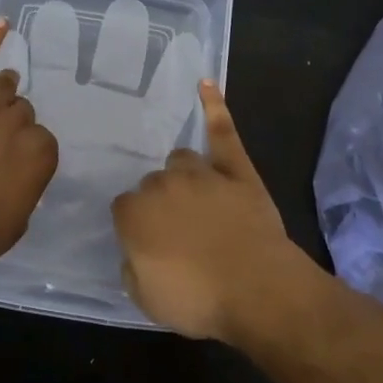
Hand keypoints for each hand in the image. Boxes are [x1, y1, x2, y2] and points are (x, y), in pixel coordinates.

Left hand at [0, 19, 58, 266]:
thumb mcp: (15, 223)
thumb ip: (25, 192)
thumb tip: (21, 180)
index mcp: (40, 155)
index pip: (43, 142)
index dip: (28, 153)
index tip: (15, 166)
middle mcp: (18, 125)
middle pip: (23, 112)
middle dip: (14, 125)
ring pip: (5, 88)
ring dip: (5, 91)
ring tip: (2, 92)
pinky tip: (1, 24)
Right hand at [112, 81, 303, 339]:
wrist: (258, 290)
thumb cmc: (199, 299)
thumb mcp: (147, 300)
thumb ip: (132, 267)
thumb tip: (134, 251)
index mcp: (135, 213)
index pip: (124, 209)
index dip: (137, 228)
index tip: (151, 245)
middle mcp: (162, 184)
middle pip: (153, 184)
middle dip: (162, 204)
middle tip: (180, 233)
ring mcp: (200, 172)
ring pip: (181, 159)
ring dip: (184, 176)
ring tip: (197, 199)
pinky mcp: (235, 168)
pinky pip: (221, 130)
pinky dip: (214, 106)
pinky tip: (205, 83)